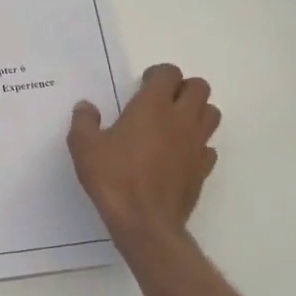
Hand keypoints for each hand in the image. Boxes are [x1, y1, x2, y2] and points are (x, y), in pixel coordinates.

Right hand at [68, 63, 219, 239]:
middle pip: (199, 87)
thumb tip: (86, 106)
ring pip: (212, 113)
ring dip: (196, 112)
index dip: (157, 75)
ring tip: (174, 124)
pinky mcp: (203, 168)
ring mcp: (196, 144)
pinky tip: (179, 155)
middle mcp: (181, 119)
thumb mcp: (84, 147)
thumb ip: (84, 121)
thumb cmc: (113, 178)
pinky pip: (208, 147)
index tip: (142, 86)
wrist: (144, 222)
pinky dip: (197, 145)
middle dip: (182, 88)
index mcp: (153, 106)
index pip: (169, 73)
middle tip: (161, 102)